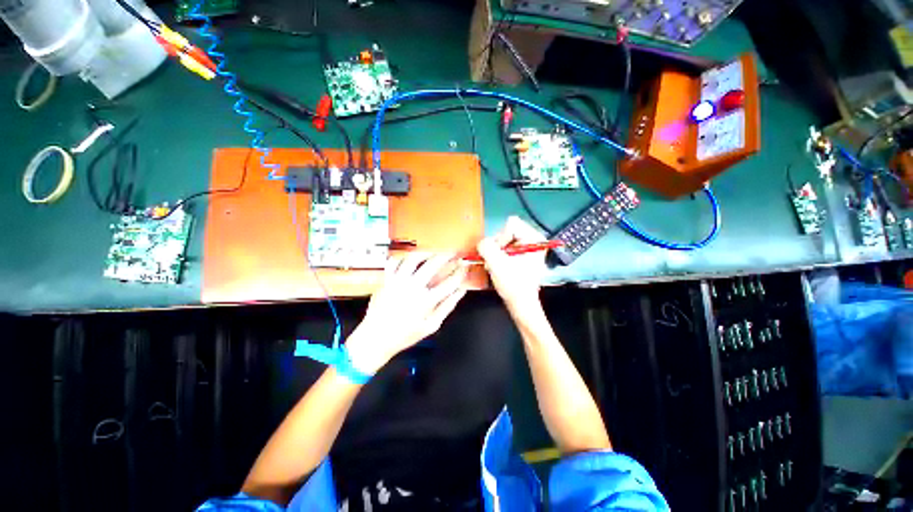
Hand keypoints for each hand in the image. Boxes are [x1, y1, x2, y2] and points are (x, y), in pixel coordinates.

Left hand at [346, 252, 468, 373]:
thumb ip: (447, 306)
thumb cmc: (405, 335)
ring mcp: (398, 281)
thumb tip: (461, 291)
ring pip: (413, 258)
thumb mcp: (431, 325)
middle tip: (453, 252)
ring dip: (426, 252)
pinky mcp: (386, 280)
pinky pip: (394, 262)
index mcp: (426, 300)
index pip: (449, 282)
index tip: (464, 266)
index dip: (460, 272)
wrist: (375, 338)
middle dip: (447, 255)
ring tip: (433, 252)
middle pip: (433, 264)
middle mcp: (412, 287)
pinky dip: (403, 257)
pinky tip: (410, 258)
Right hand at [476, 216, 547, 315]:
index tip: (500, 255)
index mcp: (534, 238)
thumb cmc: (513, 284)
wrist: (521, 303)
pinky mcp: (523, 252)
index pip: (511, 224)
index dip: (501, 239)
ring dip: (496, 251)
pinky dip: (499, 254)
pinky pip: (505, 245)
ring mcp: (529, 245)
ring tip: (496, 265)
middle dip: (497, 246)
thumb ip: (486, 247)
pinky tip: (499, 266)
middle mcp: (534, 238)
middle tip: (495, 261)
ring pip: (504, 238)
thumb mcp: (497, 264)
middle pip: (507, 230)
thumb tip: (482, 242)